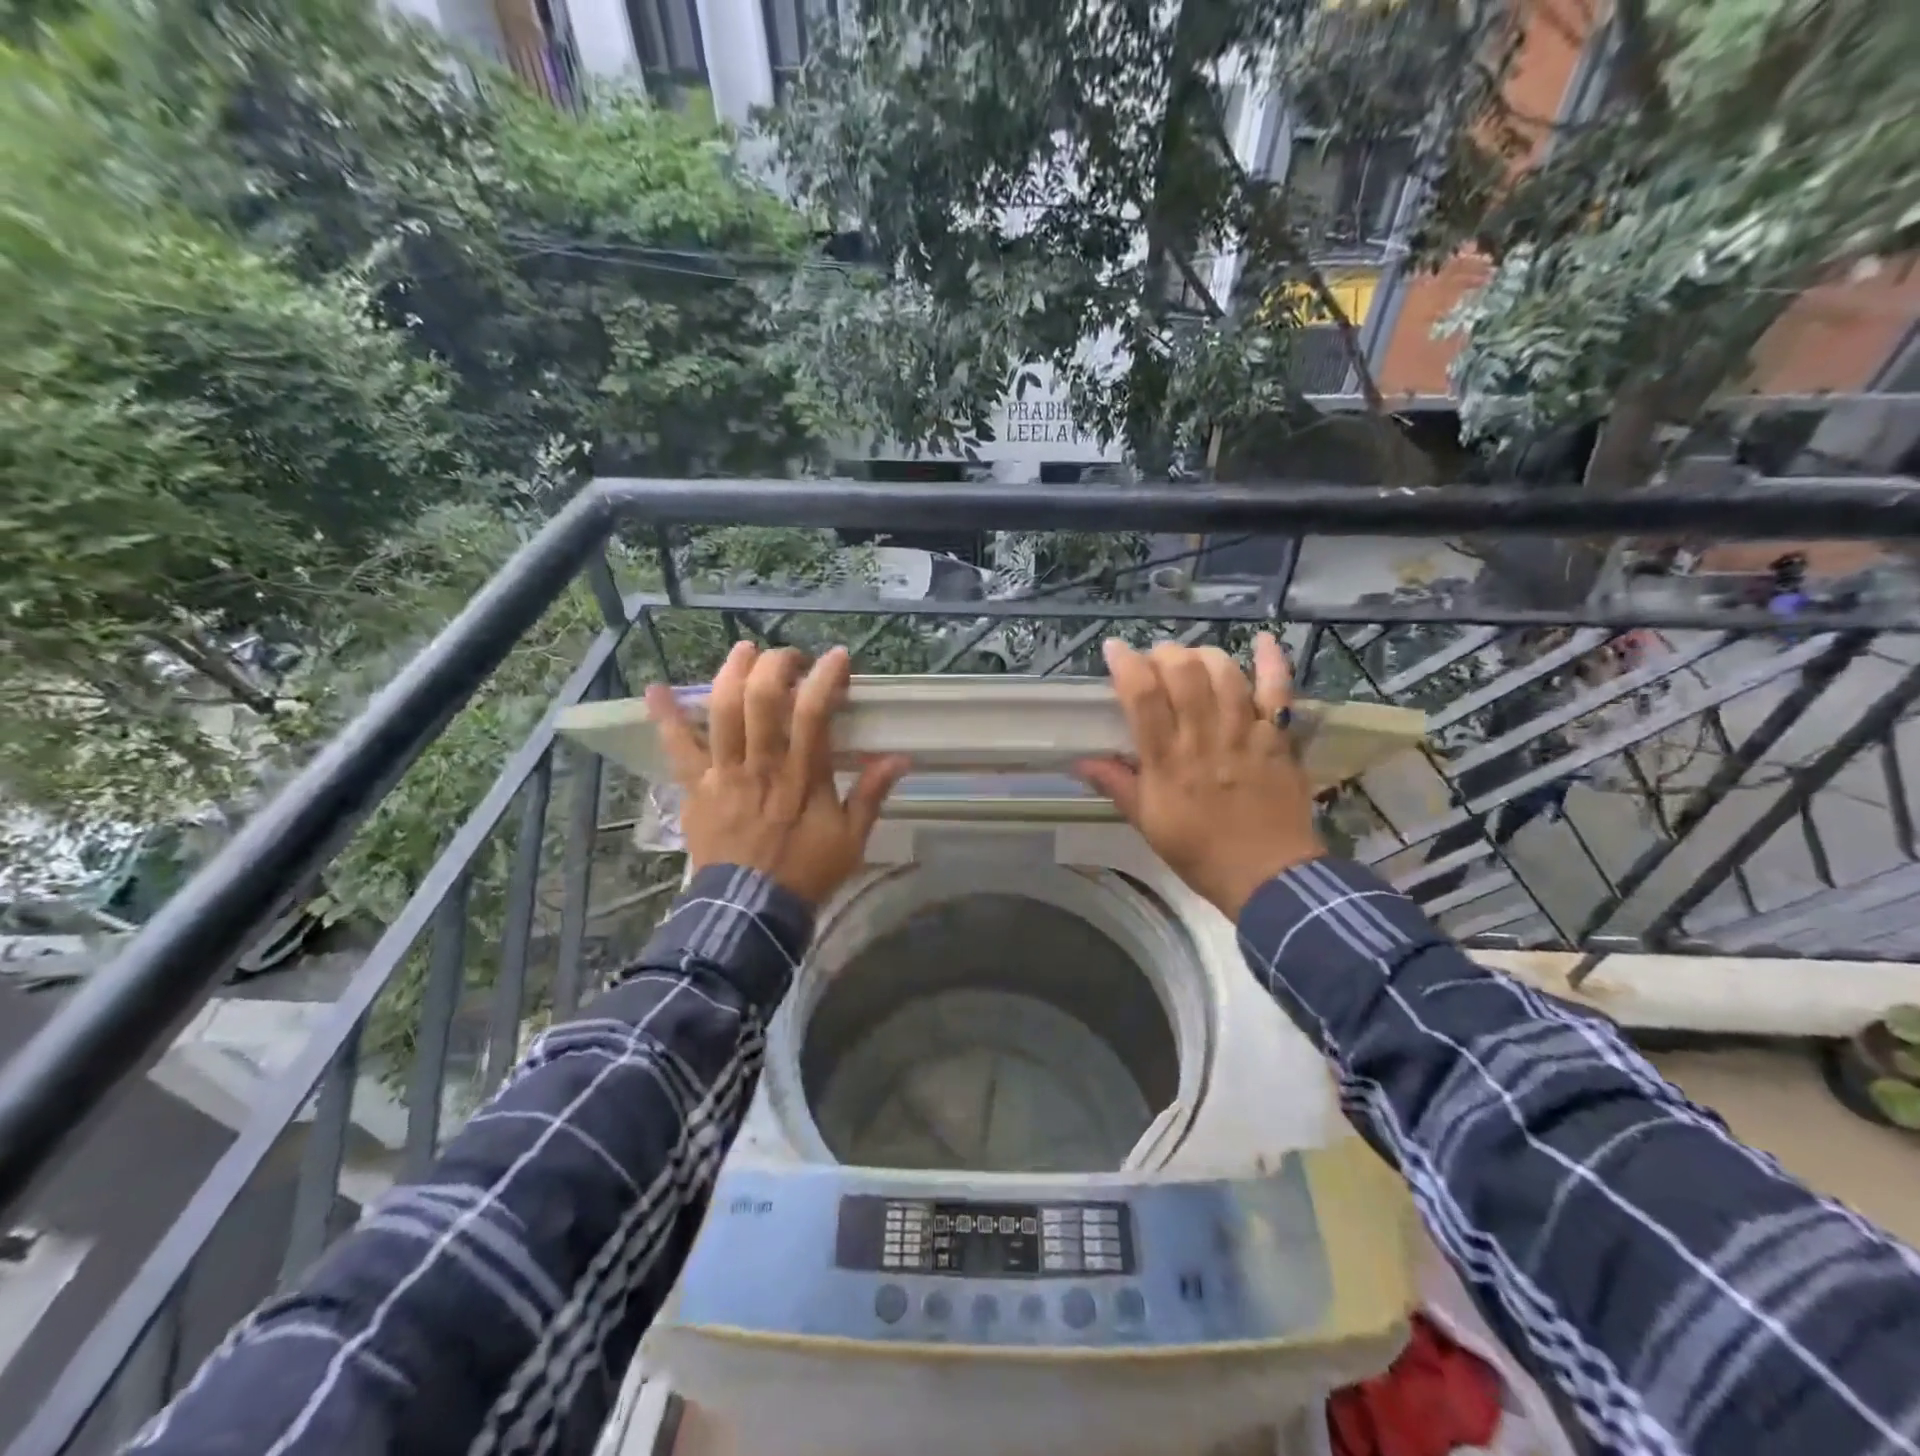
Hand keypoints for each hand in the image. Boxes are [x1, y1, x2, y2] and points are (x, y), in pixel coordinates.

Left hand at [645, 642, 909, 906]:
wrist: (750, 910)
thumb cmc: (805, 872)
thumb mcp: (851, 839)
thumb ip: (870, 795)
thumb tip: (900, 758)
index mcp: (803, 777)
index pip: (814, 713)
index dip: (826, 677)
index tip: (838, 657)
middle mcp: (762, 765)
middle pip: (763, 700)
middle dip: (777, 665)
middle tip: (791, 657)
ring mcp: (724, 773)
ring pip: (723, 711)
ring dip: (732, 673)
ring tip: (745, 650)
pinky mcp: (696, 787)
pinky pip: (677, 748)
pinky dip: (665, 717)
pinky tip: (656, 689)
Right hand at [1075, 632, 1323, 917]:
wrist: (1268, 877)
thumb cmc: (1199, 852)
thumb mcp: (1147, 823)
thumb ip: (1117, 786)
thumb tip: (1080, 761)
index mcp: (1167, 763)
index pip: (1142, 697)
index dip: (1126, 665)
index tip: (1114, 648)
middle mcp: (1204, 740)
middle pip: (1184, 674)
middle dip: (1164, 654)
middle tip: (1154, 660)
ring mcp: (1245, 735)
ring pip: (1224, 675)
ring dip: (1203, 656)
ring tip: (1191, 659)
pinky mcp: (1278, 739)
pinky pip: (1278, 692)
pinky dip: (1271, 662)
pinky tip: (1259, 640)